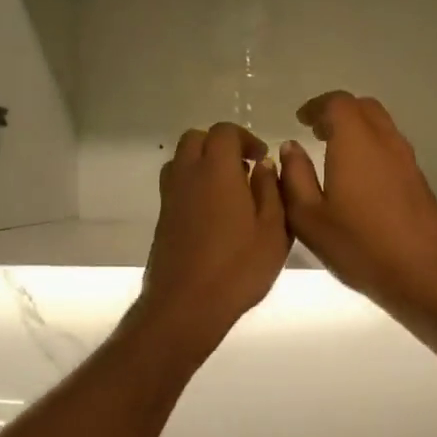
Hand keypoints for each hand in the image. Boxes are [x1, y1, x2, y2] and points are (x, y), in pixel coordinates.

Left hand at [134, 123, 289, 352]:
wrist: (186, 305)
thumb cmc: (238, 268)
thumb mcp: (273, 230)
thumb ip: (271, 191)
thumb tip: (263, 166)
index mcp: (216, 170)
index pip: (224, 132)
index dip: (245, 138)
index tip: (261, 158)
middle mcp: (187, 175)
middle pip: (196, 139)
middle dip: (220, 145)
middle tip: (244, 169)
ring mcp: (170, 197)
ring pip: (180, 161)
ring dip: (203, 164)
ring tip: (228, 190)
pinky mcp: (162, 219)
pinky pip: (175, 186)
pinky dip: (193, 186)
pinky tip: (213, 214)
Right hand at [279, 92, 436, 322]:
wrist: (424, 273)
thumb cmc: (359, 245)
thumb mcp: (309, 217)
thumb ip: (295, 177)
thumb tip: (291, 147)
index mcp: (355, 142)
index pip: (337, 103)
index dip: (316, 107)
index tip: (300, 120)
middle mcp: (385, 141)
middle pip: (363, 108)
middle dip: (337, 113)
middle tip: (316, 131)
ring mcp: (406, 160)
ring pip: (381, 126)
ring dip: (356, 130)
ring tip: (333, 152)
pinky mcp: (418, 180)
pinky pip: (390, 147)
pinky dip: (370, 148)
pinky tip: (357, 177)